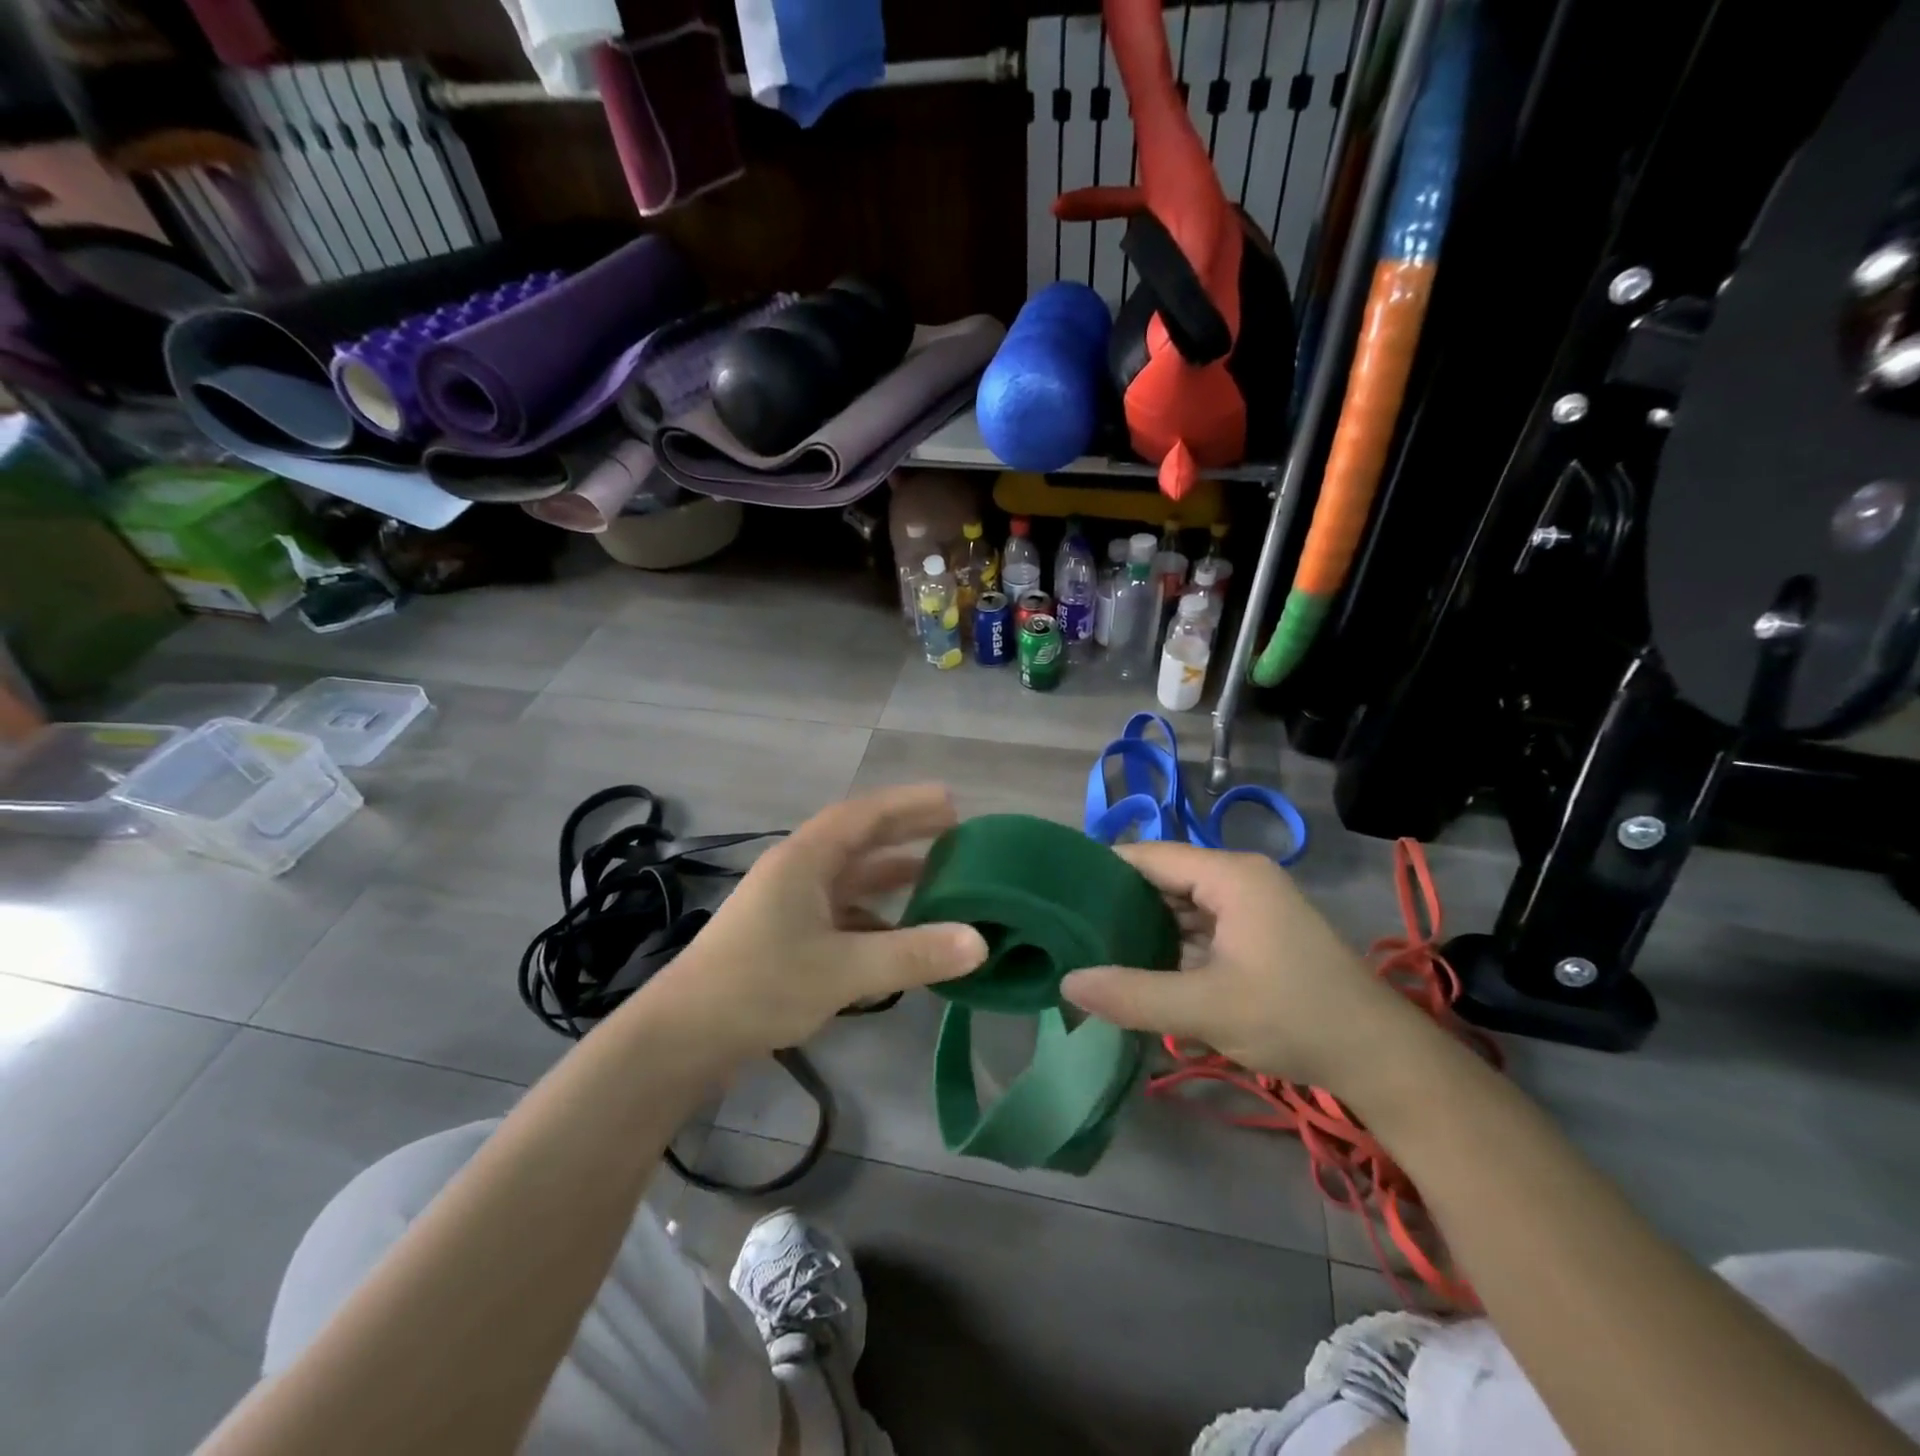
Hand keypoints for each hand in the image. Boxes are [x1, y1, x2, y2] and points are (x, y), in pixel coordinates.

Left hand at [642, 784, 987, 1060]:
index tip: (951, 801)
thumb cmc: (760, 986)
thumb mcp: (843, 969)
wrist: (682, 1036)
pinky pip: (842, 912)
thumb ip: (913, 953)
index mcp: (805, 860)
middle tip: (955, 830)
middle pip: (859, 840)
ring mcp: (789, 905)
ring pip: (851, 878)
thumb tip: (981, 941)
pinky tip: (901, 934)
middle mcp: (798, 872)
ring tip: (938, 877)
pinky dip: (875, 915)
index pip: (864, 815)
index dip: (908, 804)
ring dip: (891, 874)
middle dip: (905, 832)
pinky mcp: (786, 937)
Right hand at [1059, 841, 1423, 1090]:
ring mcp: (1252, 905)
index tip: (1059, 897)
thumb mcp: (1207, 1009)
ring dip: (1146, 929)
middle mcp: (1239, 878)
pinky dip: (1173, 946)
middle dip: (1121, 906)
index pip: (1148, 857)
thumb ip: (1133, 994)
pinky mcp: (1258, 933)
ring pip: (1181, 906)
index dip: (1103, 873)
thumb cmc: (1293, 1017)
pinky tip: (1142, 971)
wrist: (1381, 1059)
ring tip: (1096, 951)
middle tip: (1072, 932)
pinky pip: (1201, 928)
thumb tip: (1067, 983)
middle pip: (1164, 879)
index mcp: (1230, 875)